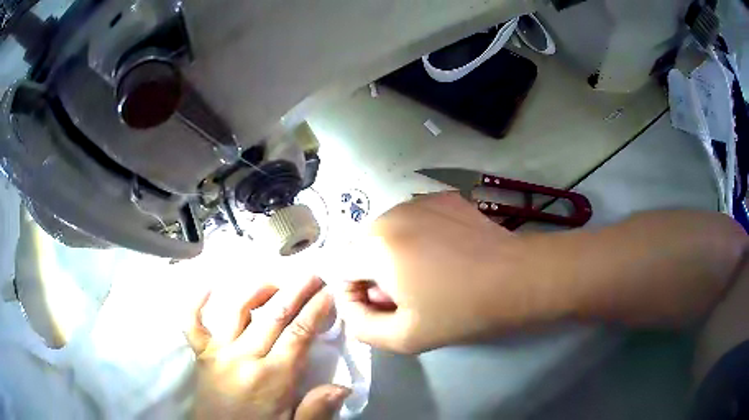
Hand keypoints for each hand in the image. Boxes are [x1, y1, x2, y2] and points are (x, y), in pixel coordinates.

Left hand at [187, 277, 349, 419]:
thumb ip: (317, 411)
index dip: (315, 311)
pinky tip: (205, 286)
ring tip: (274, 281)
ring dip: (257, 292)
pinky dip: (196, 303)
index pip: (298, 335)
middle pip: (273, 317)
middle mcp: (244, 357)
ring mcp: (218, 352)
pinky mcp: (200, 355)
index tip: (328, 293)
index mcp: (272, 378)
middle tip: (311, 275)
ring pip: (238, 312)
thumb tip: (343, 387)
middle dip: (296, 293)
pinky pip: (193, 324)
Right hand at [336, 192, 534, 353]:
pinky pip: (412, 220)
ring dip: (393, 256)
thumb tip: (352, 308)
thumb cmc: (461, 310)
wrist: (516, 277)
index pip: (339, 270)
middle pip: (362, 250)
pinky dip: (416, 238)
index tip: (380, 309)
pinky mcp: (441, 198)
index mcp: (376, 246)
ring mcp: (418, 201)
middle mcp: (390, 214)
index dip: (353, 295)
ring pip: (386, 233)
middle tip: (405, 297)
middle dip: (373, 275)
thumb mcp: (405, 337)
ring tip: (426, 276)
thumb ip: (363, 328)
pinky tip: (444, 254)